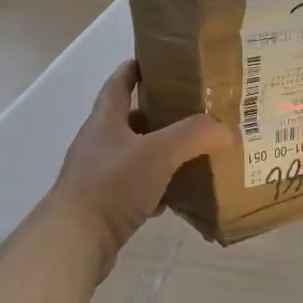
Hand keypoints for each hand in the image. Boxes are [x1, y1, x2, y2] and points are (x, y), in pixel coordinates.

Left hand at [46, 61, 232, 276]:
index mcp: (105, 120)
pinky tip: (177, 194)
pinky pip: (137, 189)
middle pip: (132, 120)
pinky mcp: (104, 205)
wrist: (75, 242)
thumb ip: (195, 135)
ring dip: (162, 153)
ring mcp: (99, 176)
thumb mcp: (158, 152)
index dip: (138, 67)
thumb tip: (227, 131)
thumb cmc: (112, 185)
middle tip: (196, 110)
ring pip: (137, 156)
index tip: (164, 60)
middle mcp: (99, 144)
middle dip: (162, 113)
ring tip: (195, 151)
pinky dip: (157, 188)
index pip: (120, 82)